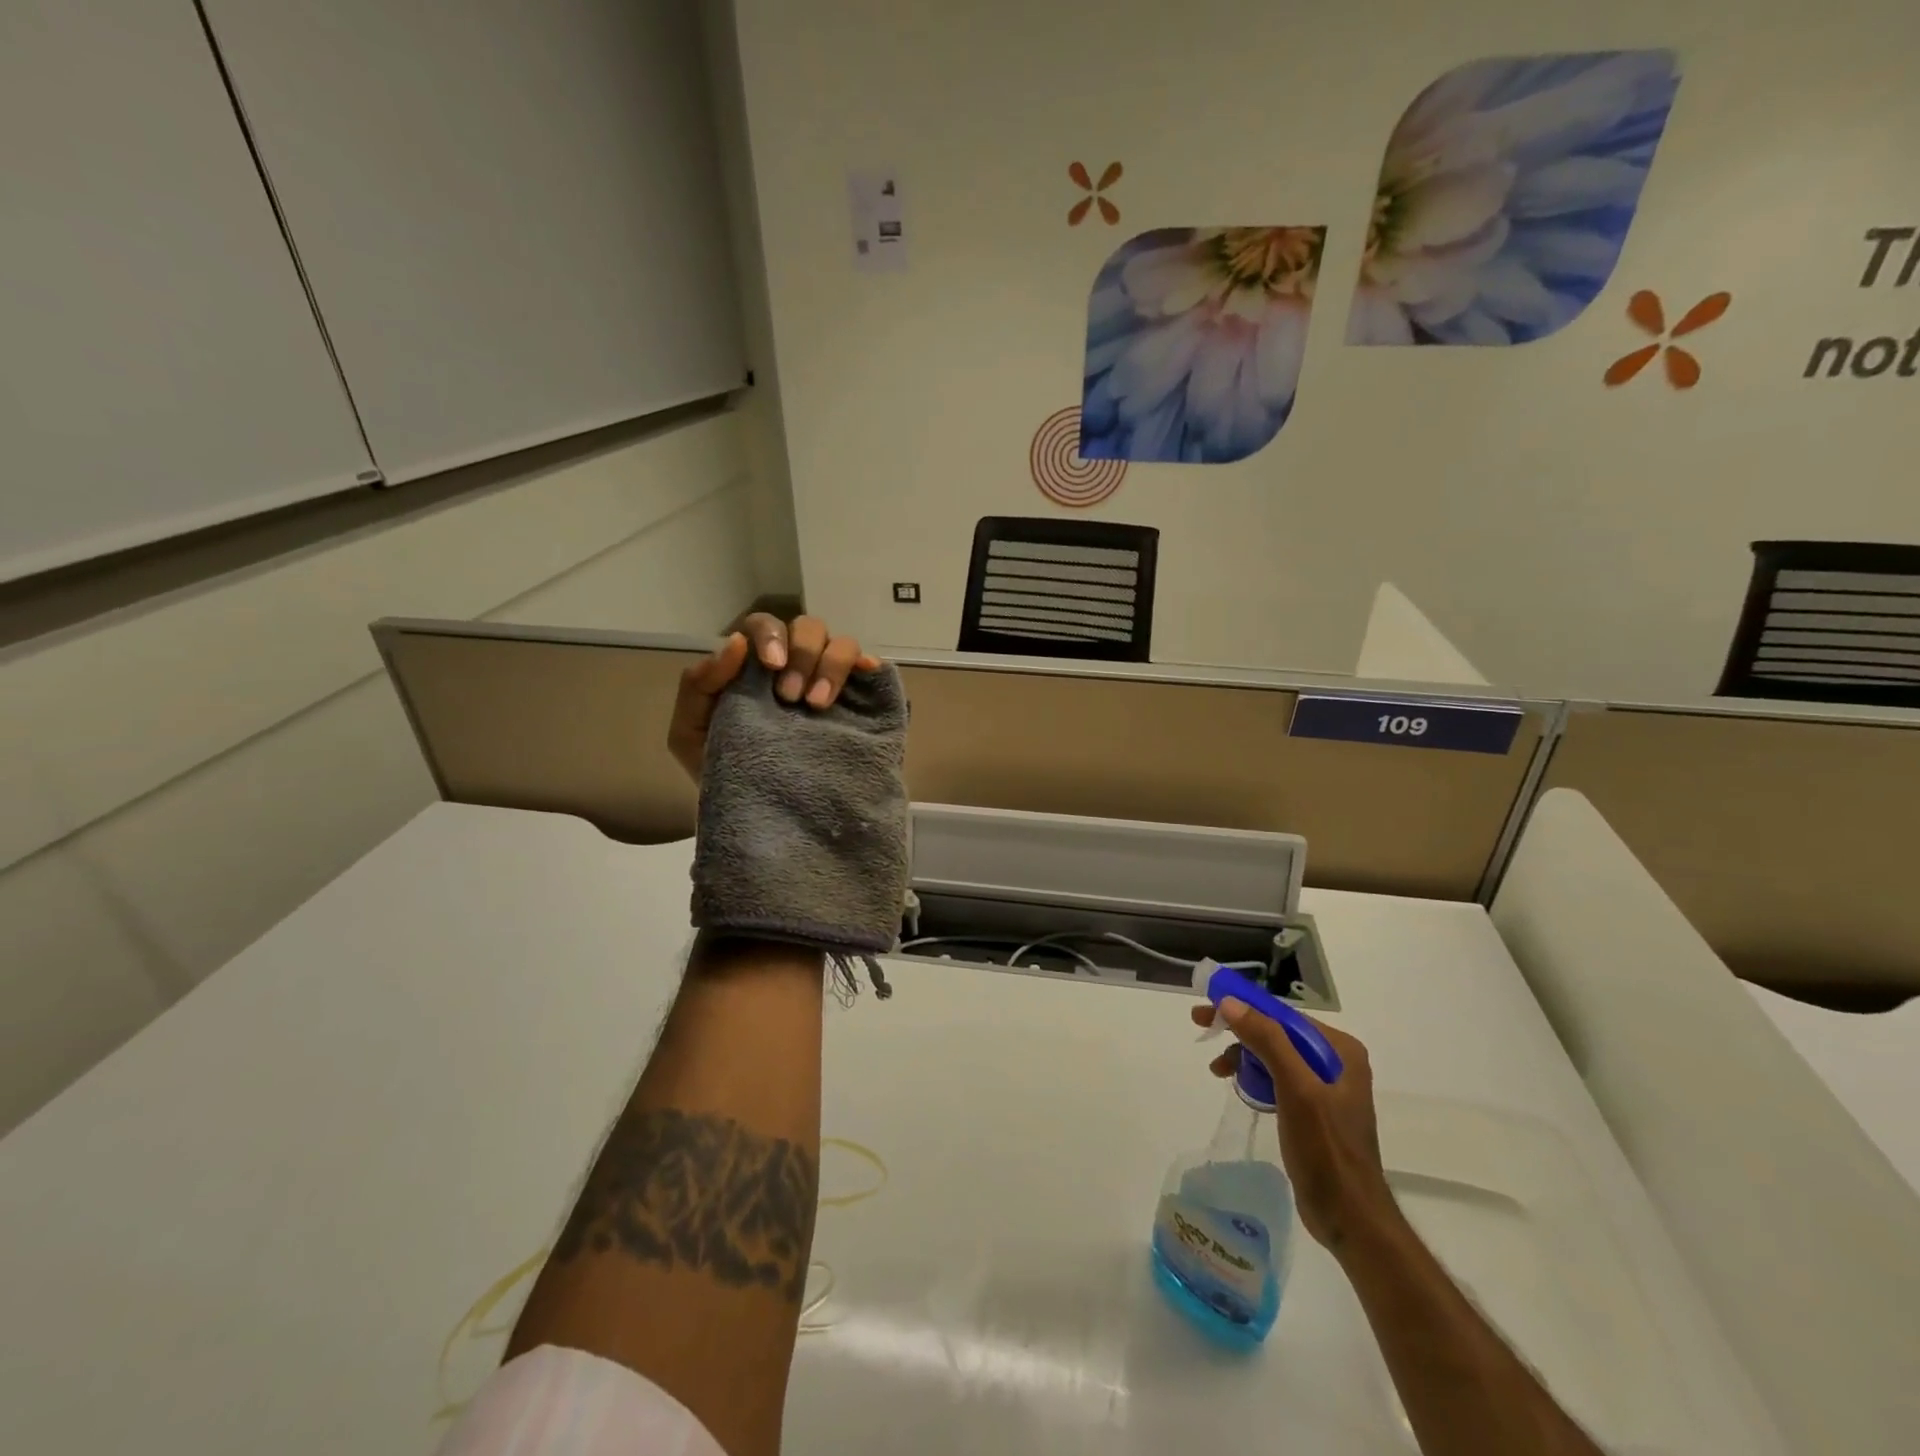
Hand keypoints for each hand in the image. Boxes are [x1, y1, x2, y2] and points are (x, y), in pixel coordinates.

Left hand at [667, 613, 879, 781]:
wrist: (757, 816)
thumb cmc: (721, 770)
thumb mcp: (691, 733)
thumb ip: (698, 686)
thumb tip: (736, 644)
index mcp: (753, 667)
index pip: (765, 627)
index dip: (772, 637)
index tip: (774, 668)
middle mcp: (792, 666)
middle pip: (808, 628)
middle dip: (803, 655)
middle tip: (794, 699)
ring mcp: (825, 682)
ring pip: (840, 643)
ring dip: (833, 665)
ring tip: (820, 705)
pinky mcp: (854, 704)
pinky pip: (869, 669)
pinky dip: (868, 665)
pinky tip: (866, 675)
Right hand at [1190, 1000, 1400, 1256]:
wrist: (1350, 1219)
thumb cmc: (1326, 1149)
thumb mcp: (1296, 1089)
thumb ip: (1267, 1040)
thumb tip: (1230, 1002)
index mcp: (1340, 1050)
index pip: (1283, 1015)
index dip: (1243, 1007)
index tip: (1207, 1007)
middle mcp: (1336, 1062)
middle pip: (1277, 1032)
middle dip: (1240, 1031)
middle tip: (1201, 1027)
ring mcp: (1325, 1087)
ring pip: (1274, 1055)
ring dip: (1244, 1055)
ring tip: (1217, 1069)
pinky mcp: (1313, 1110)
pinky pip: (1277, 1078)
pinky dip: (1255, 1077)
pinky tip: (1239, 1087)